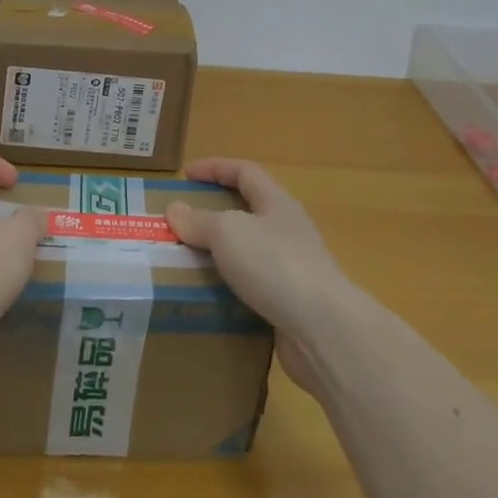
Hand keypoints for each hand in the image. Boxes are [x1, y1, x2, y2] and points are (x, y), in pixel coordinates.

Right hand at [165, 157, 362, 396]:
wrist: (323, 330)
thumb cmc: (275, 264)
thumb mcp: (228, 233)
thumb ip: (200, 220)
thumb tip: (175, 209)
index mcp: (277, 203)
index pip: (245, 172)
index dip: (215, 168)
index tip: (185, 174)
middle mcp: (287, 231)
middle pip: (248, 211)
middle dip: (214, 214)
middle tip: (180, 224)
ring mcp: (292, 269)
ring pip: (248, 252)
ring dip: (219, 255)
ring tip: (185, 263)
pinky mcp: (289, 305)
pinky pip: (252, 288)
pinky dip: (229, 289)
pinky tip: (209, 300)